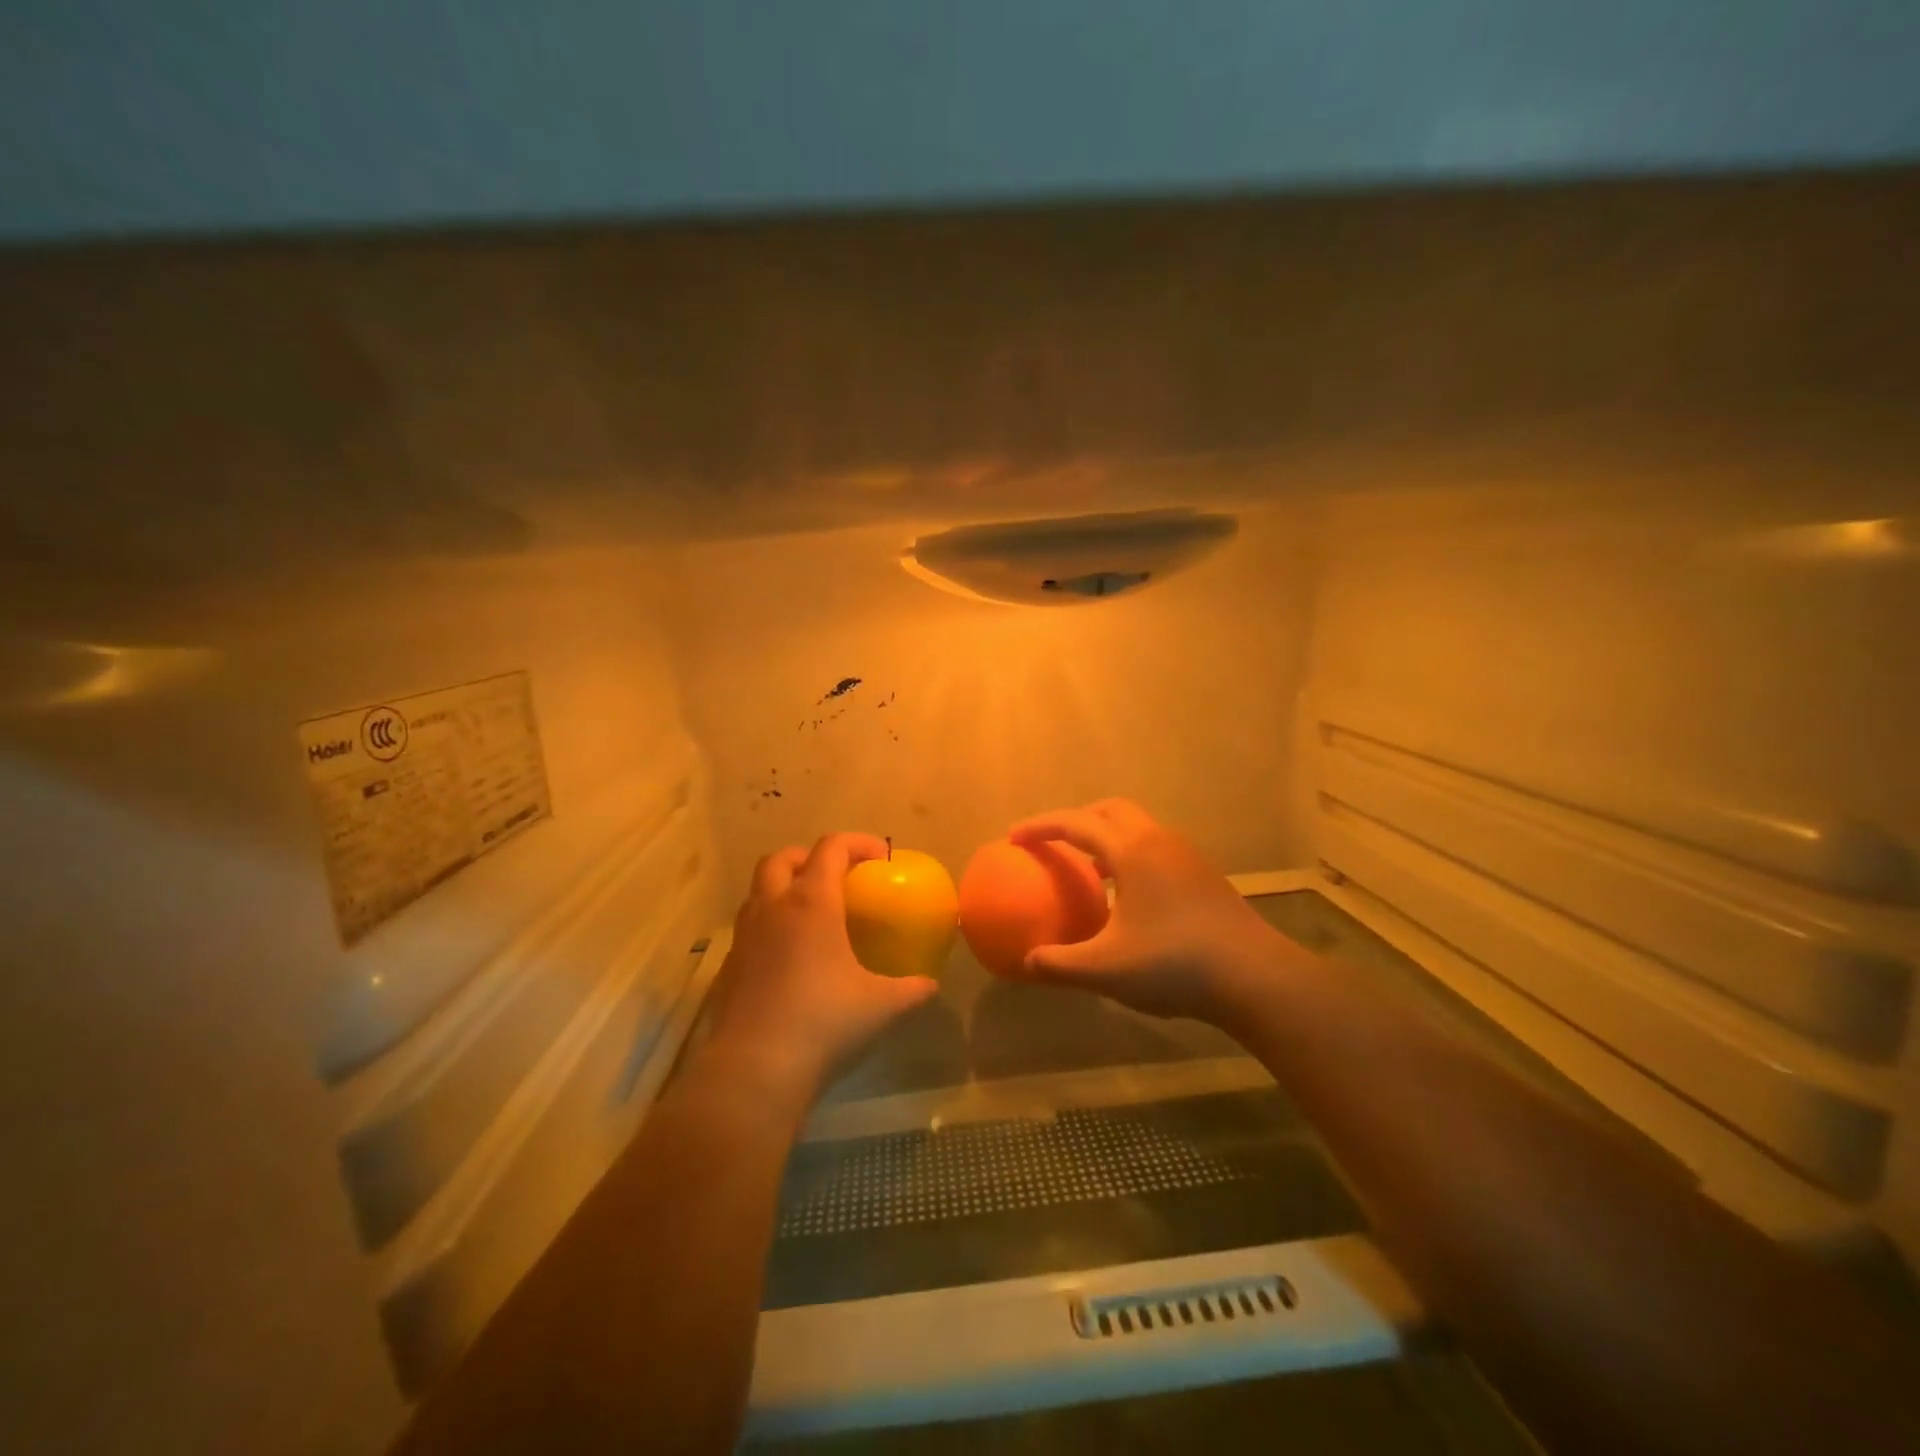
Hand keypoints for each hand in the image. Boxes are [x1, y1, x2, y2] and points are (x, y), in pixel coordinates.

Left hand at [701, 833, 939, 1103]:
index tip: (881, 859)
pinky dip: (769, 926)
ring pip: (758, 890)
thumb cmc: (824, 1022)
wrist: (755, 1070)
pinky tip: (789, 958)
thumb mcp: (882, 1006)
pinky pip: (749, 928)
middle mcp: (773, 908)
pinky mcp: (728, 966)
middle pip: (782, 858)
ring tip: (811, 915)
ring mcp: (744, 936)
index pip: (831, 848)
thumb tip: (930, 985)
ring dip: (783, 889)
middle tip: (836, 878)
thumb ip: (911, 990)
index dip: (858, 843)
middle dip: (809, 858)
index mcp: (811, 903)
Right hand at [1009, 799, 1284, 1023]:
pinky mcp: (1203, 874)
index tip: (1013, 837)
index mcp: (1132, 850)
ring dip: (1106, 838)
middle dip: (1077, 819)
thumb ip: (1059, 964)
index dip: (1041, 826)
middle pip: (1110, 810)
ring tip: (1087, 870)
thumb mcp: (1106, 970)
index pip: (1076, 823)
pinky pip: (1155, 850)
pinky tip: (1126, 898)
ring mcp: (1186, 855)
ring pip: (1137, 829)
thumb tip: (1025, 964)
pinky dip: (1130, 857)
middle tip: (1053, 843)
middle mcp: (1159, 840)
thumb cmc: (1175, 964)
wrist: (1255, 977)